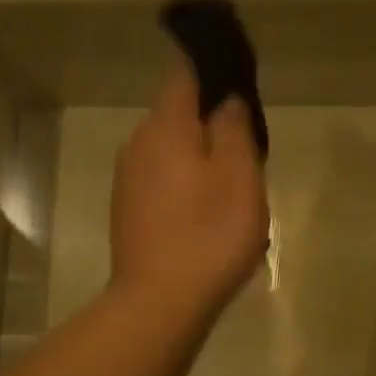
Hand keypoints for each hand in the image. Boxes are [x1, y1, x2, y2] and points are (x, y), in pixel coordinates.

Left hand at [111, 66, 269, 320]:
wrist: (160, 302)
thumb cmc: (208, 234)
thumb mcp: (239, 175)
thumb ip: (234, 129)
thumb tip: (226, 101)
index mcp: (165, 126)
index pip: (184, 75)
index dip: (212, 73)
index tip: (239, 88)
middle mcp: (138, 144)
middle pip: (177, 116)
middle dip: (210, 124)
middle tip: (247, 151)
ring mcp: (128, 180)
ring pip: (170, 152)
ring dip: (198, 160)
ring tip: (231, 189)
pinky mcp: (127, 212)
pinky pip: (161, 183)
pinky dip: (184, 187)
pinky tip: (205, 216)